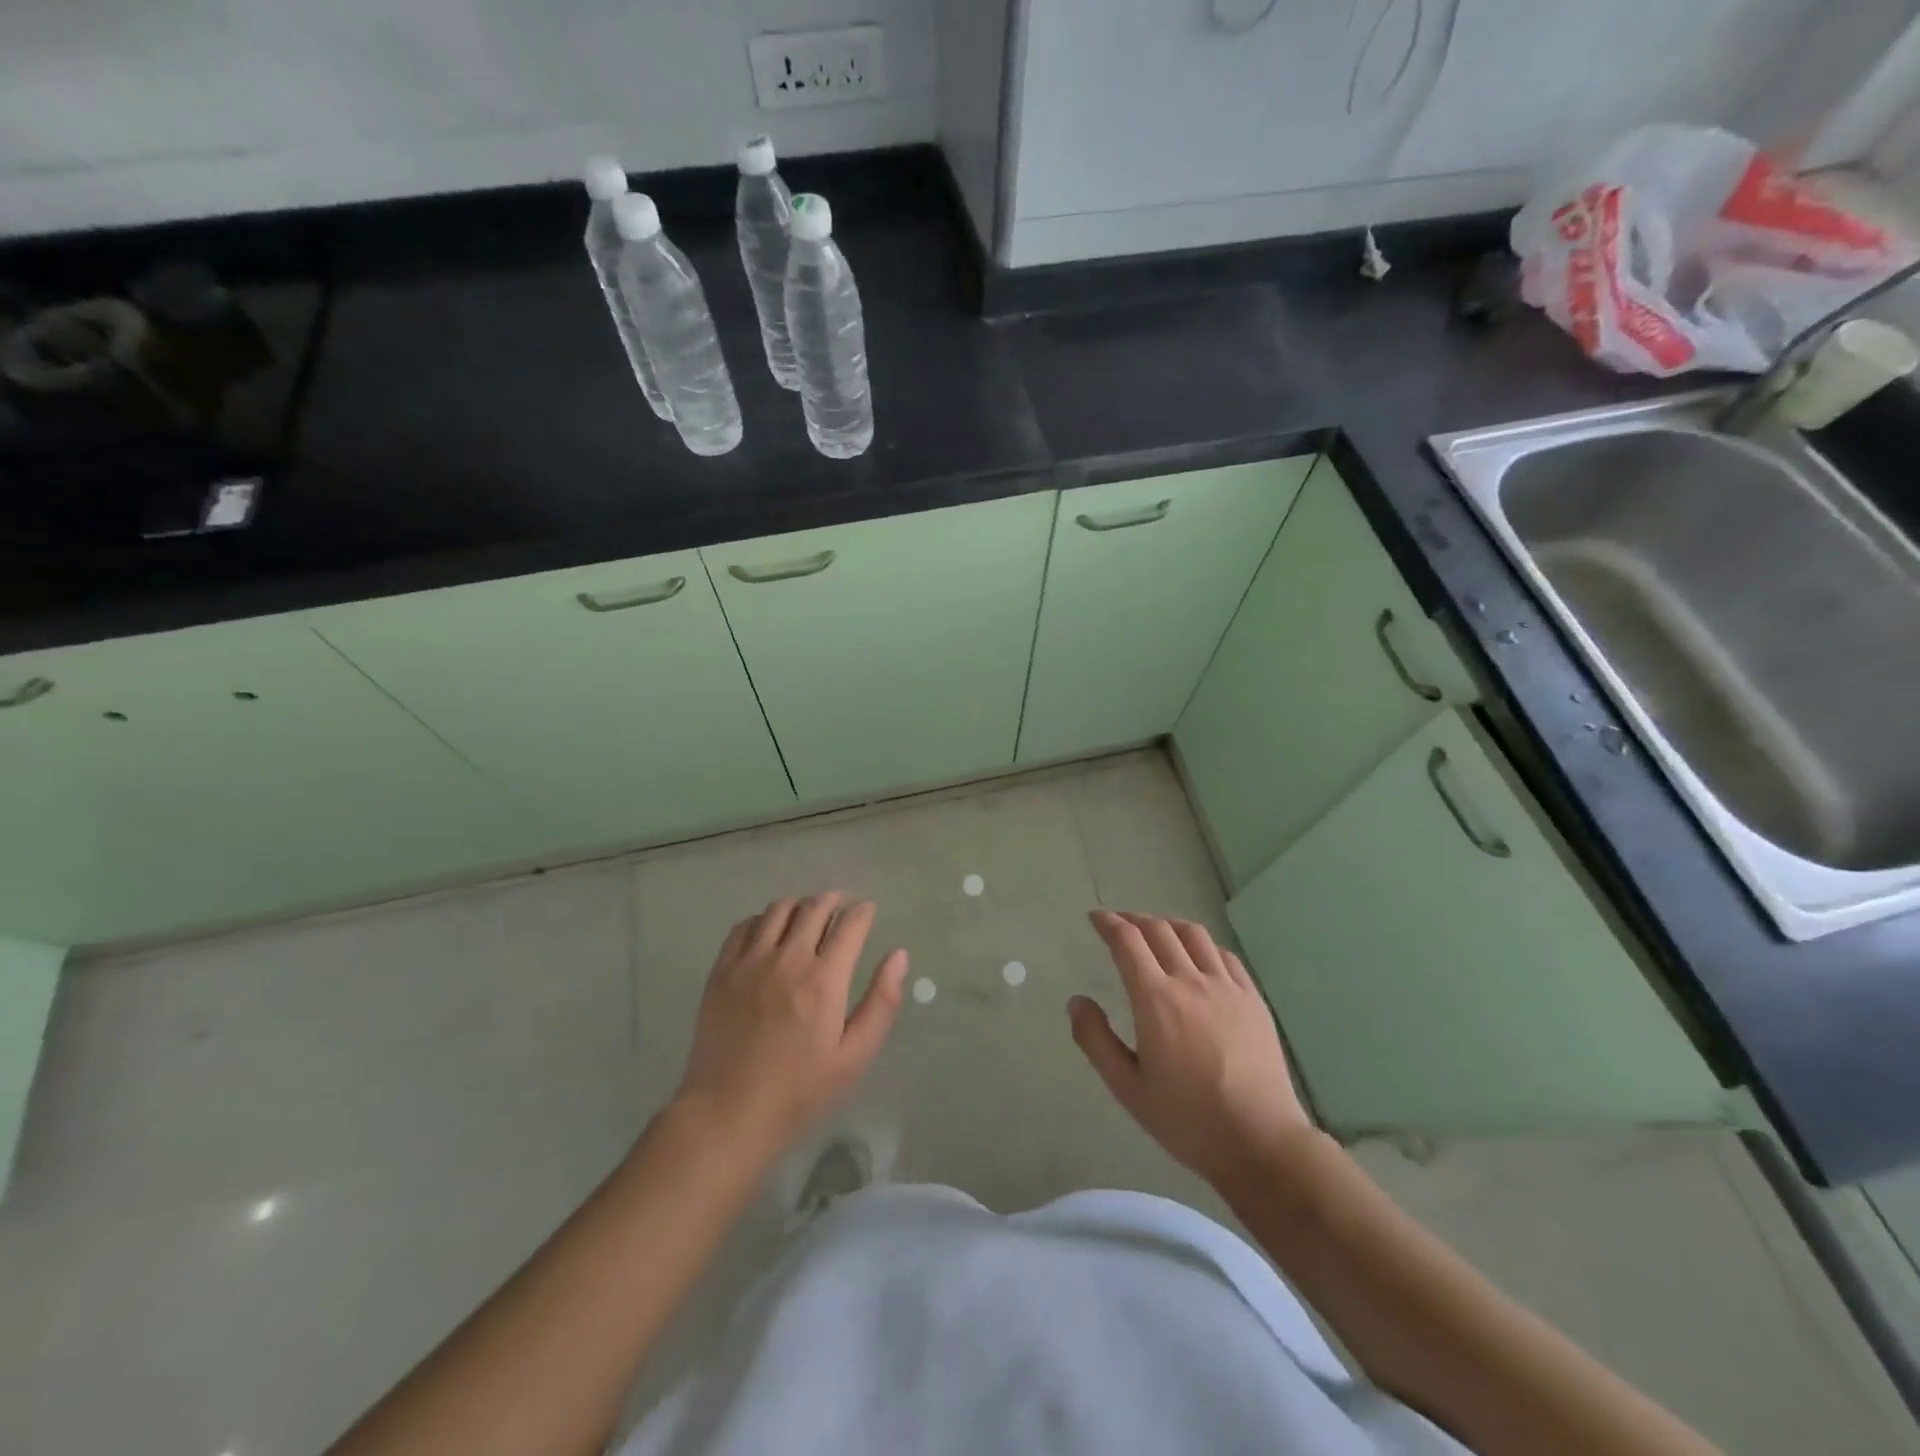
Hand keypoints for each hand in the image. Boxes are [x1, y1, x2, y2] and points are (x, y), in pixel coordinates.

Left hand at [673, 893, 908, 1157]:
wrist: (728, 1113)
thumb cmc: (800, 1091)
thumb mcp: (855, 1056)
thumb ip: (882, 1002)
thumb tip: (899, 955)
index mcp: (824, 979)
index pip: (850, 924)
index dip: (863, 912)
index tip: (868, 912)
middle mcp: (788, 958)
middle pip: (815, 908)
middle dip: (834, 901)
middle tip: (842, 906)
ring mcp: (750, 961)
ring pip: (779, 909)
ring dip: (800, 905)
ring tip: (808, 915)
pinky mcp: (722, 970)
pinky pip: (744, 926)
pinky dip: (763, 919)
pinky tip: (769, 932)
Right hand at [1070, 911, 1314, 1189]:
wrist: (1261, 1142)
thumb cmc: (1187, 1120)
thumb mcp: (1128, 1088)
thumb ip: (1096, 1040)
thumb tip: (1076, 1001)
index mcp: (1155, 1000)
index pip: (1127, 941)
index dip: (1108, 923)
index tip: (1096, 918)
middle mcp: (1190, 982)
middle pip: (1159, 930)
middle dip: (1134, 919)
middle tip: (1119, 923)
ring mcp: (1227, 987)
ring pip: (1194, 935)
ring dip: (1168, 924)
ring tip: (1156, 930)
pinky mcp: (1253, 999)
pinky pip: (1225, 955)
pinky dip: (1203, 944)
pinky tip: (1198, 955)